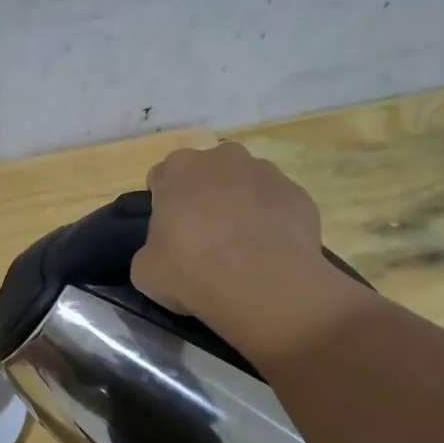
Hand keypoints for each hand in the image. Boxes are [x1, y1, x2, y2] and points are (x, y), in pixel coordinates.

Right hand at [131, 142, 367, 367]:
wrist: (263, 284)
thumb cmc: (192, 271)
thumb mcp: (145, 270)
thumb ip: (150, 250)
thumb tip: (164, 252)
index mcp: (177, 169)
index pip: (161, 178)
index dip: (163, 206)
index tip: (168, 233)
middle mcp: (222, 158)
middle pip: (207, 174)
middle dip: (204, 198)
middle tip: (203, 239)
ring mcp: (265, 172)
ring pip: (244, 185)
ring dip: (239, 206)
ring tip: (241, 249)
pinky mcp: (297, 193)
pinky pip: (276, 205)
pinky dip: (271, 222)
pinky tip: (268, 253)